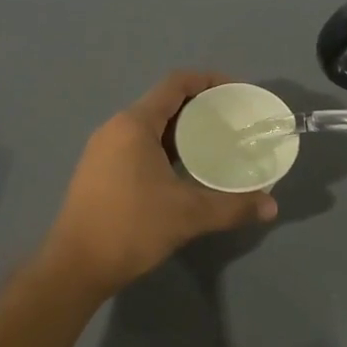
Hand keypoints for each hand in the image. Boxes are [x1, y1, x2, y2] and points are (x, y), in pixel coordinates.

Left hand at [41, 72, 279, 296]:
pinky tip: (184, 170)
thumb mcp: (188, 215)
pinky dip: (164, 148)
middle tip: (233, 124)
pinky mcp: (99, 170)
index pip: (176, 84)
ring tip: (215, 145)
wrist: (75, 266)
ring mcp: (103, 149)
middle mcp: (115, 128)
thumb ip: (233, 206)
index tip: (237, 94)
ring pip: (150, 127)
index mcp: (134, 124)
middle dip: (200, 108)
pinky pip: (138, 145)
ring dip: (182, 131)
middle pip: (163, 103)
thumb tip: (271, 206)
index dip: (209, 81)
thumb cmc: (131, 228)